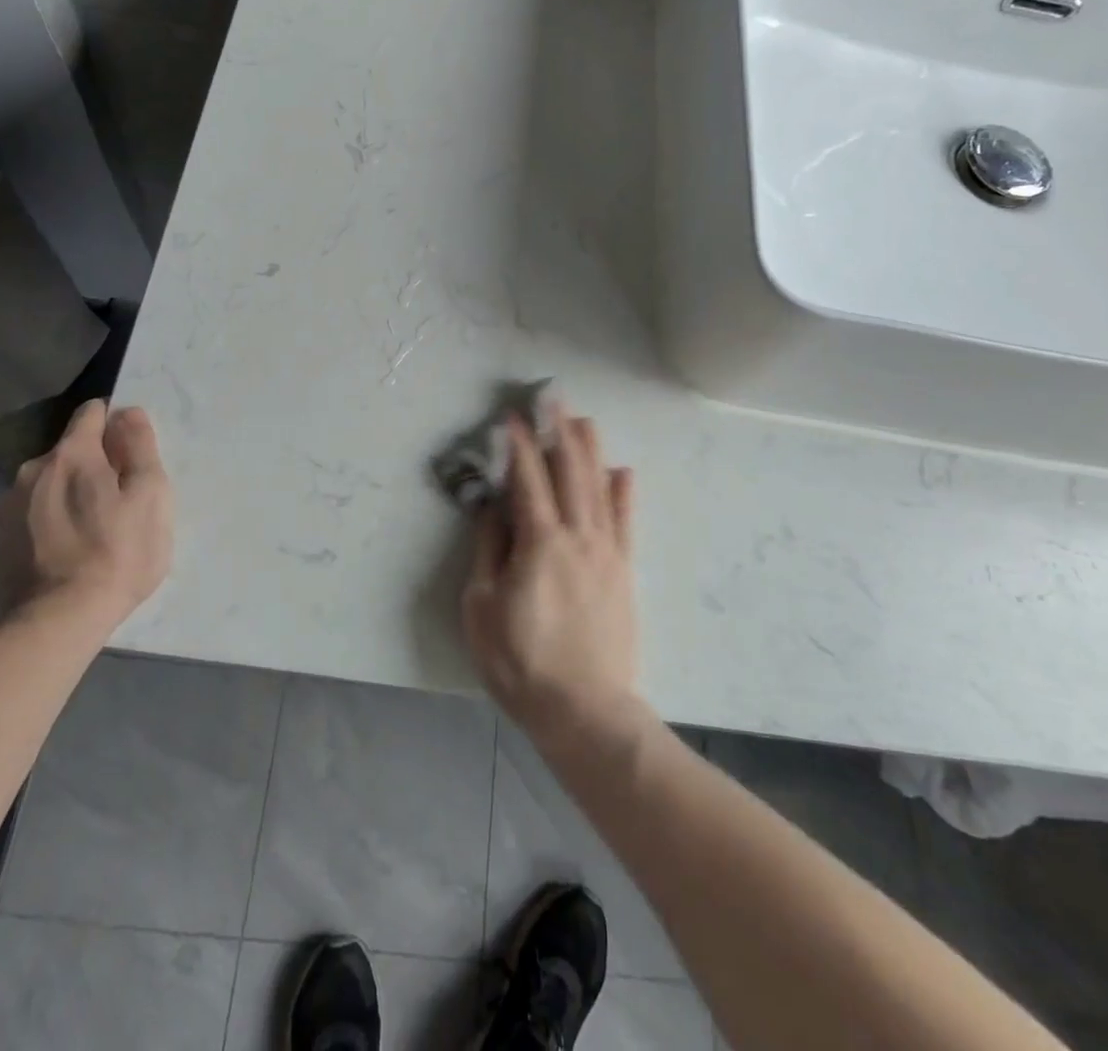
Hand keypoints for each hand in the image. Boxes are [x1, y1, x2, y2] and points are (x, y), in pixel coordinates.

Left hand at [0, 400, 171, 637]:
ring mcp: (9, 506)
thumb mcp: (150, 495)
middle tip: (121, 499)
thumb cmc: (118, 553)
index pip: (92, 413)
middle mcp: (33, 470)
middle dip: (95, 464)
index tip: (133, 452)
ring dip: (71, 493)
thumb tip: (127, 413)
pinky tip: (67, 550)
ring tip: (93, 529)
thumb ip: (140, 446)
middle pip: (71, 451)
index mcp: (72, 454)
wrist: (56, 622)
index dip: (116, 424)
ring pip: (50, 483)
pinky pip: (33, 514)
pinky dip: (51, 521)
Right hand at [461, 405, 639, 751]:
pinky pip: (625, 521)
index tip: (511, 416)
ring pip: (599, 487)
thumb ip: (489, 551)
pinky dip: (623, 492)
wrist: (584, 710)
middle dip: (558, 430)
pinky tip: (621, 471)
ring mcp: (606, 552)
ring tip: (582, 419)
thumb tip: (494, 508)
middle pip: (569, 471)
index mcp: (539, 542)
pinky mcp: (624, 571)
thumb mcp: (482, 607)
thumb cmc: (521, 662)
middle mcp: (577, 536)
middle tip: (552, 398)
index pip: (527, 479)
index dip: (518, 444)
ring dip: (589, 449)